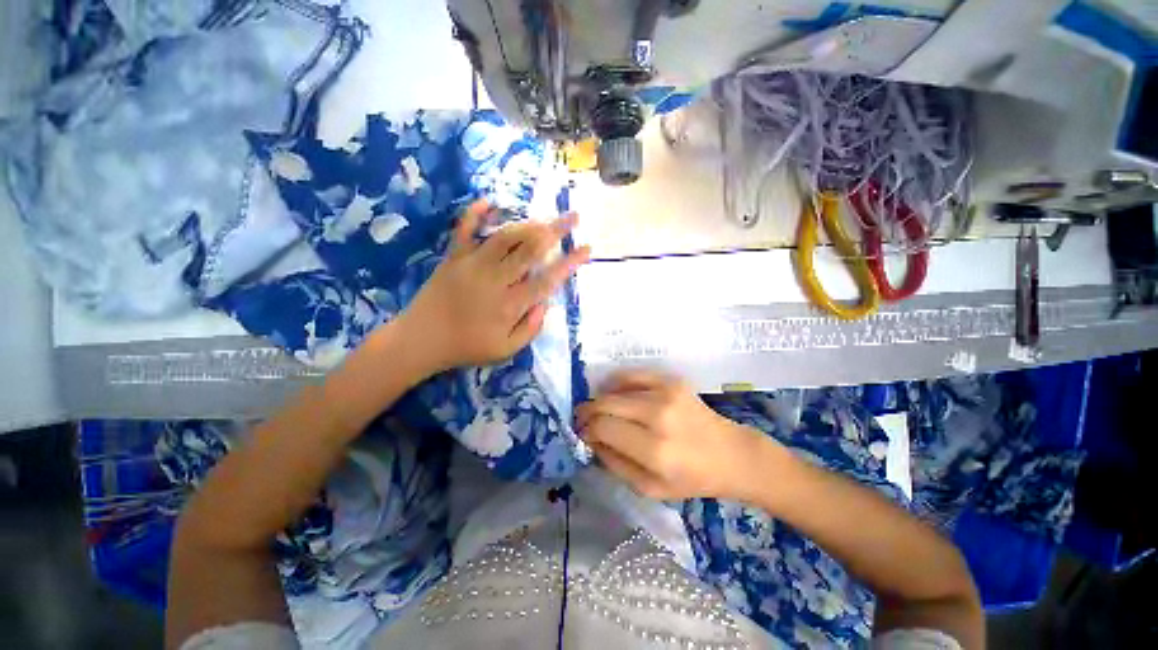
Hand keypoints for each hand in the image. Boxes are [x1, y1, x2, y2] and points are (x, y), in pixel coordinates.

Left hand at [398, 200, 590, 374]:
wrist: (421, 340)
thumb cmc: (467, 347)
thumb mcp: (506, 350)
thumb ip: (530, 328)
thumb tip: (545, 304)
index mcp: (510, 304)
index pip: (547, 279)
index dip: (569, 263)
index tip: (586, 249)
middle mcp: (495, 279)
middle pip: (530, 249)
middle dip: (555, 230)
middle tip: (573, 216)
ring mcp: (472, 264)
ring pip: (505, 236)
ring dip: (529, 224)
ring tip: (545, 218)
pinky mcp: (453, 257)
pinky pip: (464, 230)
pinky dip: (475, 214)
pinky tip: (488, 201)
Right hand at [575, 370, 780, 501]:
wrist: (729, 453)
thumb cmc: (691, 478)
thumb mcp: (650, 488)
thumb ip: (614, 464)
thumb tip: (590, 439)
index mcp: (655, 451)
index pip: (604, 428)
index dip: (586, 429)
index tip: (582, 432)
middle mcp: (659, 417)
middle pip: (606, 404)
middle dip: (588, 412)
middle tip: (583, 419)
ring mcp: (666, 393)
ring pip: (615, 388)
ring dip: (600, 398)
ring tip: (598, 408)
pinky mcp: (672, 381)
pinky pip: (632, 374)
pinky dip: (616, 382)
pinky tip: (613, 391)